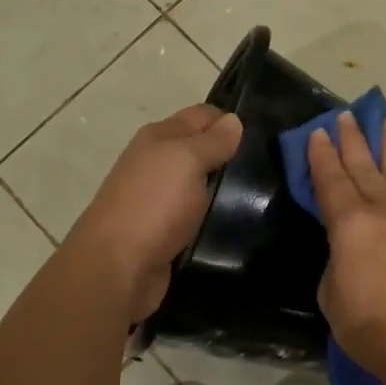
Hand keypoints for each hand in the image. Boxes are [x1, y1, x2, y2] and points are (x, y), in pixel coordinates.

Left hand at [68, 104, 242, 322]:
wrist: (117, 268)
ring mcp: (157, 199)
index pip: (201, 116)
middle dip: (229, 155)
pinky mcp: (163, 232)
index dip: (230, 122)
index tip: (262, 138)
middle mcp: (155, 163)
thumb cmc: (154, 204)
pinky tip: (235, 222)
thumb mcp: (188, 161)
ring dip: (222, 189)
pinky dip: (211, 216)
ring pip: (198, 184)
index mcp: (158, 137)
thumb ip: (212, 141)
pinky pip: (194, 215)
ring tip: (261, 196)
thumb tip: (233, 120)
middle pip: (199, 149)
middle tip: (268, 168)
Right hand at [306, 111, 385, 375]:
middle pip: (362, 166)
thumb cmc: (372, 327)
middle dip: (352, 139)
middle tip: (345, 114)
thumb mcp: (333, 296)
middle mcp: (381, 211)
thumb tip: (347, 251)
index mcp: (350, 224)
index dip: (321, 155)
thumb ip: (336, 262)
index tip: (318, 131)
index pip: (330, 180)